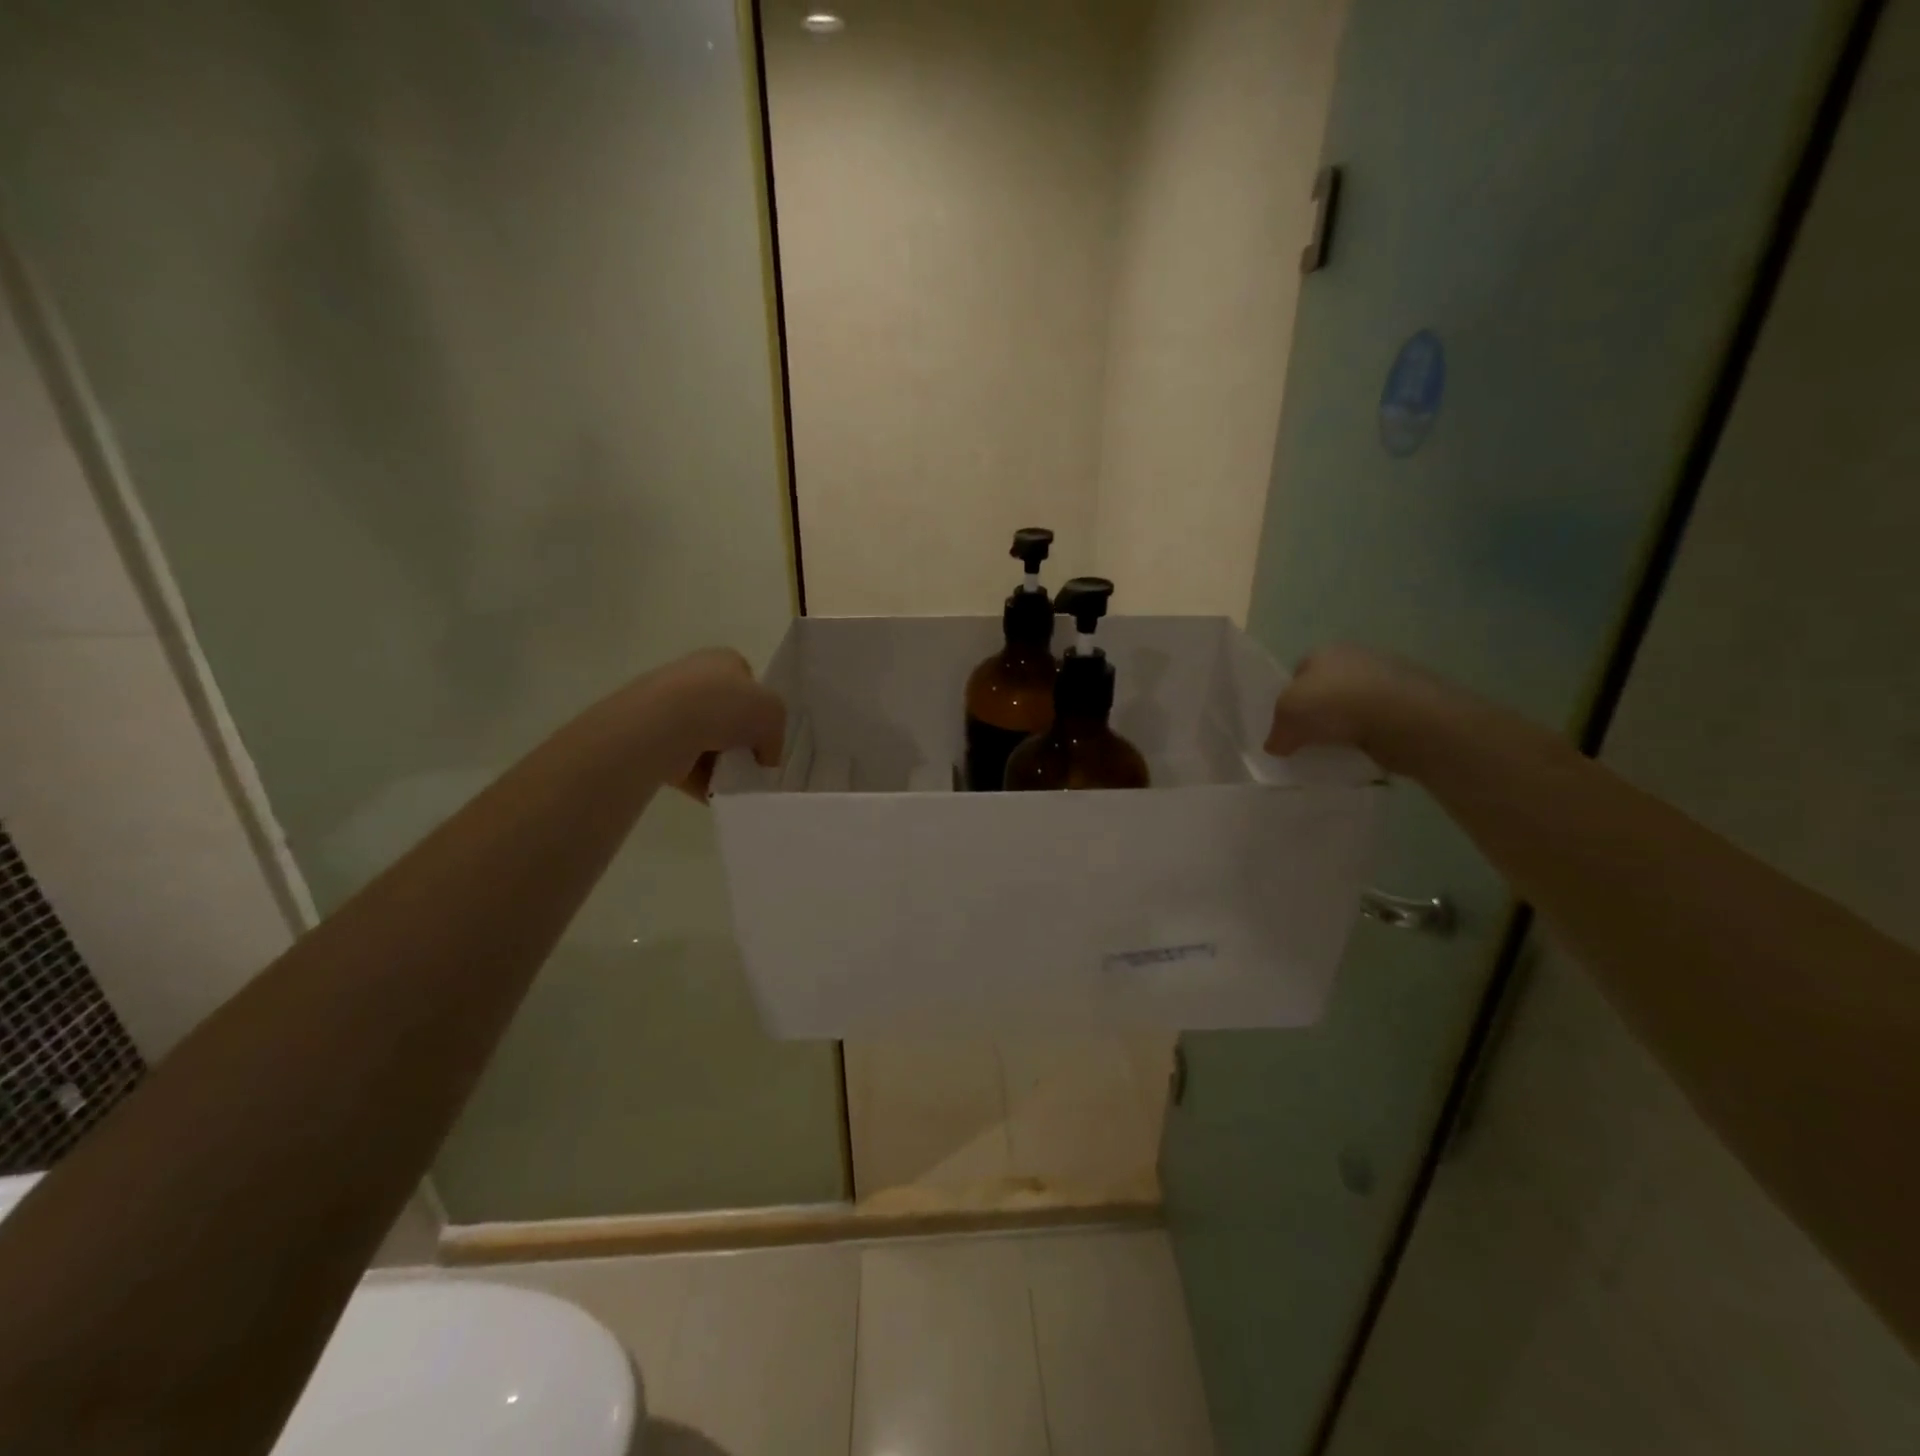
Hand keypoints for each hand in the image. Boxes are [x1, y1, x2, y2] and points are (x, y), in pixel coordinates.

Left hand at [638, 648, 786, 798]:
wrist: (664, 725)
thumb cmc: (725, 706)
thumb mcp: (774, 713)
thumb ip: (775, 735)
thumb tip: (765, 757)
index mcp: (724, 660)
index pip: (748, 682)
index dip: (760, 709)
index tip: (766, 735)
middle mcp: (694, 677)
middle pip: (725, 713)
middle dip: (738, 739)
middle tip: (751, 762)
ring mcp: (668, 706)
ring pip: (704, 740)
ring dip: (719, 762)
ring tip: (732, 780)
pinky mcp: (651, 737)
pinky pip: (684, 762)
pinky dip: (699, 779)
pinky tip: (713, 791)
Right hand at [1265, 645, 1454, 773]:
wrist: (1406, 717)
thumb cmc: (1337, 704)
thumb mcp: (1288, 715)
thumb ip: (1277, 731)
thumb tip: (1277, 745)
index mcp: (1324, 651)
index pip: (1297, 674)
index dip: (1288, 700)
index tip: (1287, 727)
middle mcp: (1356, 657)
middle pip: (1326, 689)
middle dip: (1319, 713)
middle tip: (1310, 741)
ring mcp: (1387, 678)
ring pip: (1353, 706)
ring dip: (1346, 726)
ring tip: (1337, 751)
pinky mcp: (1410, 702)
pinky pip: (1378, 722)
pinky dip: (1371, 736)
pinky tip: (1365, 752)